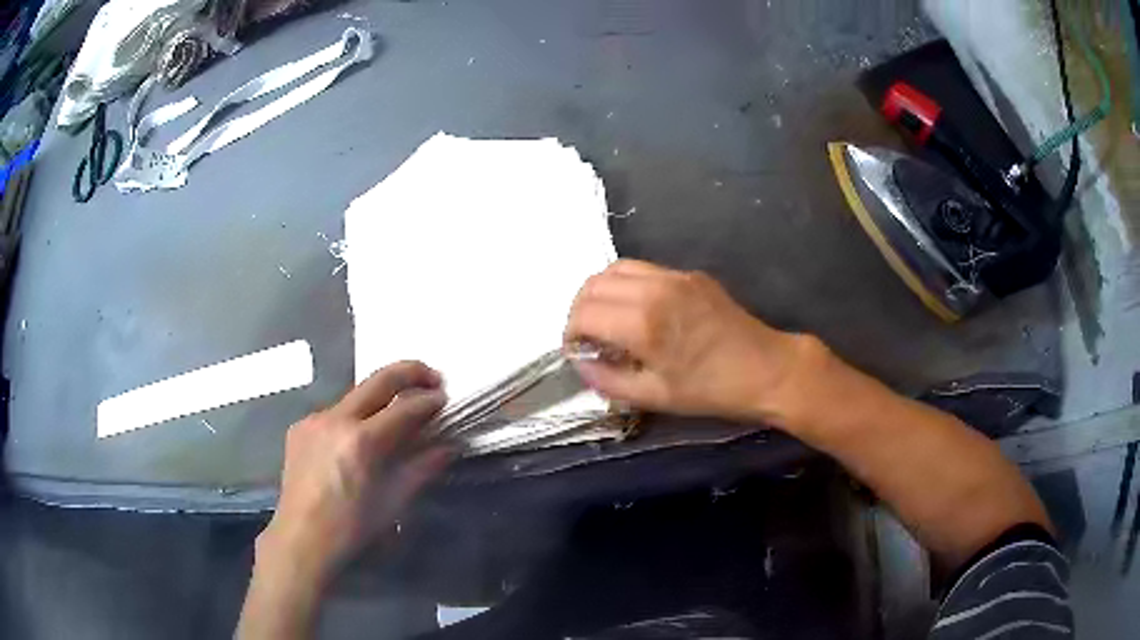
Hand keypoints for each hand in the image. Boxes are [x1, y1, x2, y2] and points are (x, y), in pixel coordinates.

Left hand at [257, 361, 450, 584]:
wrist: (302, 538)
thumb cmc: (352, 527)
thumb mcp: (394, 501)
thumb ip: (422, 467)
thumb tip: (448, 446)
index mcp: (361, 441)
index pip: (404, 408)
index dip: (429, 402)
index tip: (446, 400)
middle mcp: (335, 419)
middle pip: (378, 380)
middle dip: (410, 372)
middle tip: (432, 377)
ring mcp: (313, 420)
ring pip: (355, 397)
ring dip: (380, 399)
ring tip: (396, 415)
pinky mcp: (299, 427)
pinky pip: (334, 413)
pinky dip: (354, 418)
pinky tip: (358, 439)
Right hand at [565, 260, 818, 423]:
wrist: (767, 369)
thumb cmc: (711, 390)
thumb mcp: (655, 397)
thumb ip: (609, 381)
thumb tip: (582, 365)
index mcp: (643, 324)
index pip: (583, 313)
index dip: (570, 333)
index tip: (577, 350)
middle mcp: (654, 289)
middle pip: (593, 284)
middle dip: (580, 309)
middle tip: (588, 336)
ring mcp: (675, 276)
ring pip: (616, 268)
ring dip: (601, 292)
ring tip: (608, 320)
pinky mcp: (691, 274)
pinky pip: (644, 269)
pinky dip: (627, 285)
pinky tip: (638, 310)